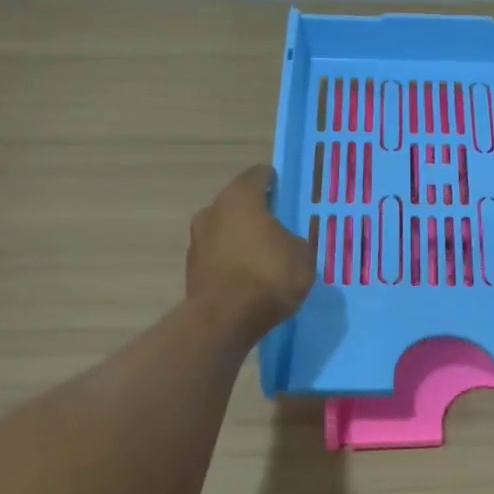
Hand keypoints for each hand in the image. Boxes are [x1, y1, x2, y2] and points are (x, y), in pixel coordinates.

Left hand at [186, 166, 314, 338]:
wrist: (225, 318)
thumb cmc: (269, 275)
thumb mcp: (302, 256)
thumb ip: (296, 241)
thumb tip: (288, 243)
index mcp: (240, 197)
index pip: (258, 175)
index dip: (274, 181)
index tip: (285, 192)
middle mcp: (212, 210)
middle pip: (237, 203)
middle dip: (255, 211)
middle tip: (277, 225)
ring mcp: (197, 239)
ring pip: (224, 229)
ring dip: (240, 237)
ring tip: (262, 254)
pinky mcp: (191, 268)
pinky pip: (218, 256)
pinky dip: (231, 260)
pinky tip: (247, 276)